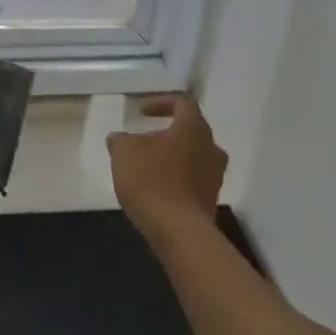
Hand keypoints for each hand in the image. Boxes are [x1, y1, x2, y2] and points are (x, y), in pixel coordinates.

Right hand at [106, 95, 227, 238]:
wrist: (179, 231)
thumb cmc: (151, 181)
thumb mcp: (124, 153)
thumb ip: (121, 140)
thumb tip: (120, 137)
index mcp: (193, 128)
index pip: (182, 103)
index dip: (160, 103)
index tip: (140, 112)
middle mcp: (211, 147)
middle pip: (189, 130)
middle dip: (164, 133)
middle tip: (142, 141)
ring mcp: (215, 175)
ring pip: (192, 155)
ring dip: (171, 156)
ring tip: (146, 166)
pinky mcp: (211, 198)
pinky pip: (192, 178)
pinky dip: (175, 177)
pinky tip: (156, 188)